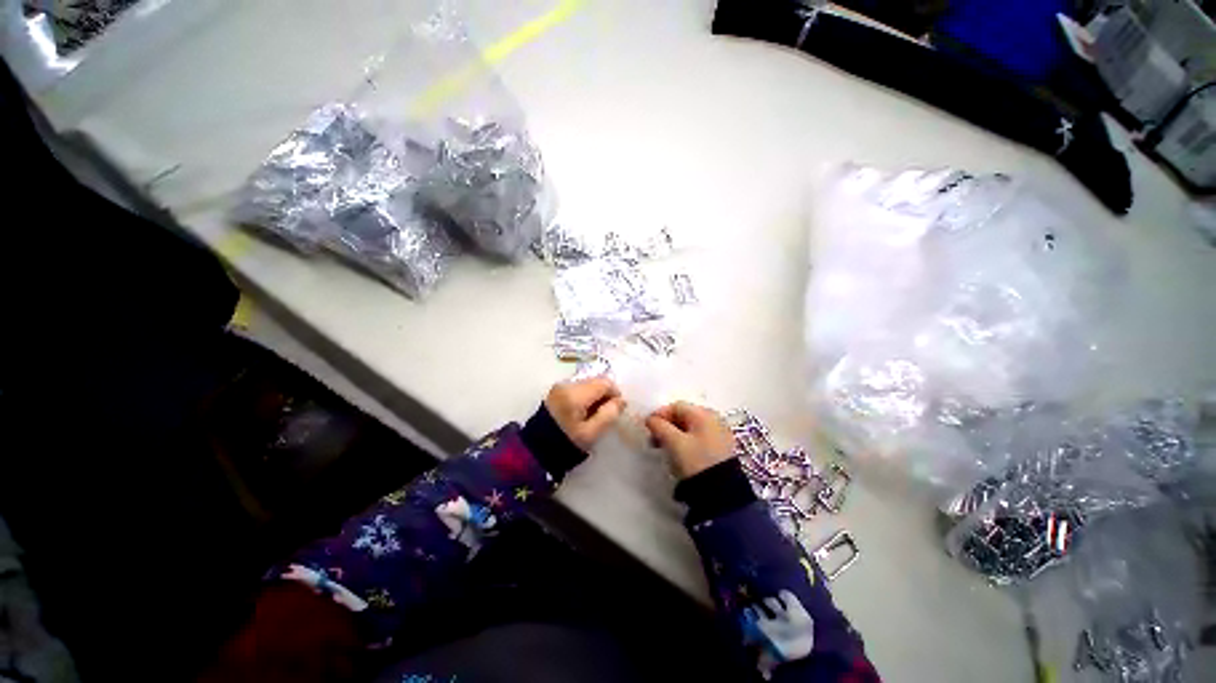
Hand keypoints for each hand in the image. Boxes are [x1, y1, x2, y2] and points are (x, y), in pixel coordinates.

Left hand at [545, 378, 625, 450]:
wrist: (536, 449)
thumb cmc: (566, 443)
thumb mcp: (591, 433)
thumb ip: (608, 415)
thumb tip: (621, 401)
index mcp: (575, 394)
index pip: (604, 383)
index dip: (615, 393)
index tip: (616, 409)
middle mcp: (567, 384)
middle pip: (595, 381)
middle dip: (605, 394)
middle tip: (606, 413)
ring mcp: (560, 386)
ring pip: (587, 383)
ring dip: (595, 395)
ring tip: (594, 414)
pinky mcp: (556, 391)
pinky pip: (578, 388)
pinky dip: (585, 396)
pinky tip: (583, 411)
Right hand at [645, 402, 735, 479]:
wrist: (721, 493)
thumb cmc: (695, 461)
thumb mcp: (674, 443)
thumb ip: (659, 427)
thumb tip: (650, 419)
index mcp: (704, 414)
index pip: (676, 406)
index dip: (659, 414)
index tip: (648, 427)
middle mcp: (714, 419)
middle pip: (683, 416)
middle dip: (666, 426)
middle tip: (653, 439)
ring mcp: (719, 433)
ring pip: (690, 428)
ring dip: (674, 435)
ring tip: (663, 448)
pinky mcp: (720, 448)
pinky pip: (698, 438)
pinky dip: (685, 442)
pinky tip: (678, 454)